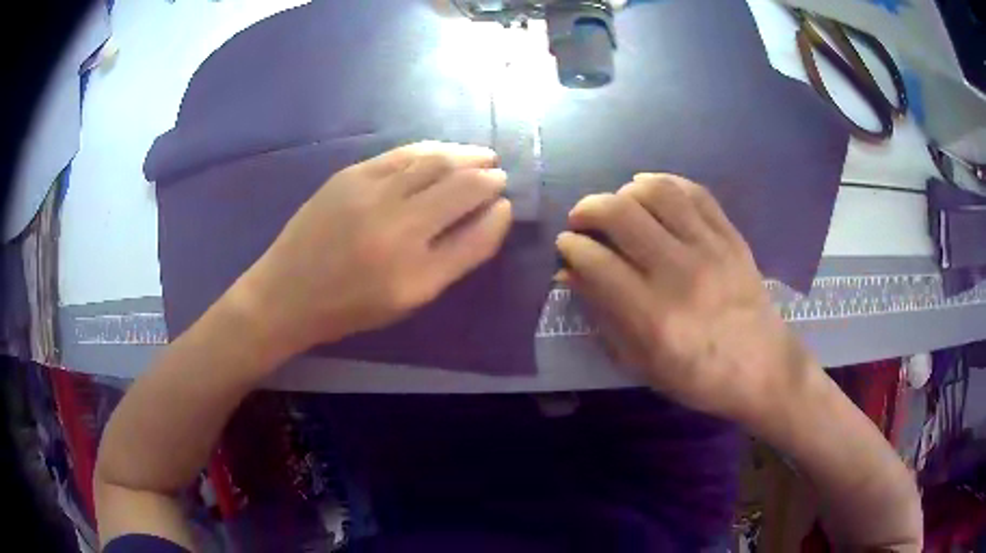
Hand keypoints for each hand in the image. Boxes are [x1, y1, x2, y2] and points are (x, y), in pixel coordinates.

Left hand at [236, 141, 511, 359]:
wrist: (287, 292)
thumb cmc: (350, 306)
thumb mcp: (409, 298)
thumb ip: (455, 258)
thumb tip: (493, 214)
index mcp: (414, 275)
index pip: (476, 237)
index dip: (497, 216)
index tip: (505, 205)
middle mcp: (396, 229)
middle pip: (459, 189)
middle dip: (487, 177)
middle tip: (498, 175)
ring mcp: (370, 195)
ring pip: (434, 162)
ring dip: (465, 155)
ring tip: (482, 156)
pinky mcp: (350, 175)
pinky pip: (403, 154)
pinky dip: (431, 150)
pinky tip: (442, 153)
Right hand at [556, 174, 806, 422]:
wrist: (763, 369)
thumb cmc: (698, 377)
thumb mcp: (641, 363)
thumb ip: (603, 317)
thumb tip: (570, 273)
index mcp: (653, 316)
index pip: (596, 261)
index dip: (571, 246)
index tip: (566, 245)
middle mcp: (679, 273)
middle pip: (621, 214)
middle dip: (588, 209)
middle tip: (581, 220)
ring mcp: (710, 249)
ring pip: (657, 192)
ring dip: (625, 190)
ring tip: (618, 204)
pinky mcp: (731, 237)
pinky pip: (695, 193)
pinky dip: (666, 183)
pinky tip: (652, 192)